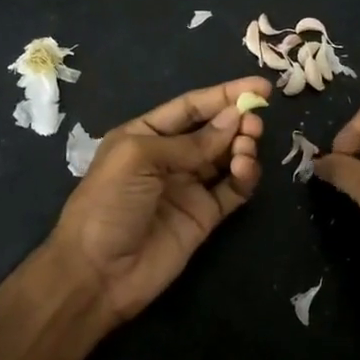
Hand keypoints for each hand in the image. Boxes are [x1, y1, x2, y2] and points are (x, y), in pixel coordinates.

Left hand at [43, 76, 270, 324]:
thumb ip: (190, 141)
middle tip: (255, 122)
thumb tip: (235, 119)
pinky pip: (233, 189)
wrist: (98, 273)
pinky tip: (244, 170)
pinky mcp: (205, 216)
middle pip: (213, 130)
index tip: (261, 87)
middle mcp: (169, 157)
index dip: (224, 95)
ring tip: (247, 146)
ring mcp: (189, 187)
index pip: (191, 107)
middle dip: (237, 121)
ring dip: (242, 146)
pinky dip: (244, 177)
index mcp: (145, 135)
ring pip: (227, 157)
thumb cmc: (108, 203)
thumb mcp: (139, 158)